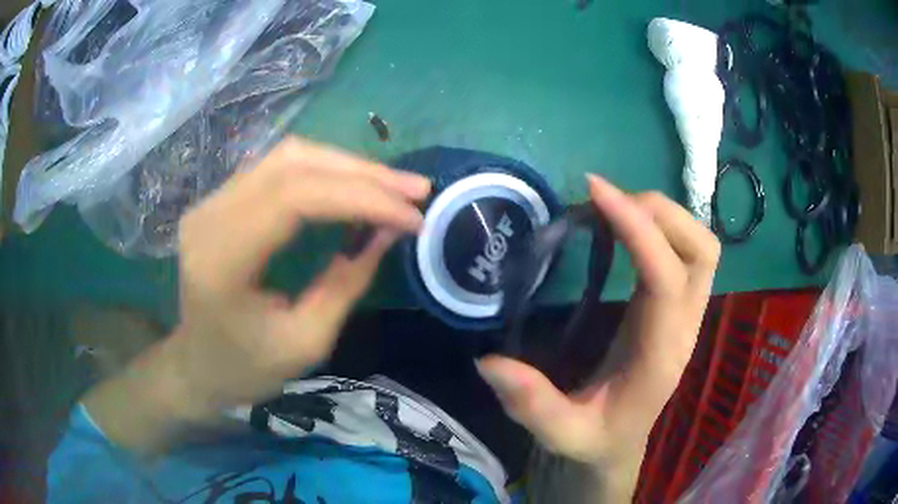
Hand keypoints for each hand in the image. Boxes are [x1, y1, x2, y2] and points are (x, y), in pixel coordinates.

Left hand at [84, 137, 429, 449]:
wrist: (197, 365)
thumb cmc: (247, 368)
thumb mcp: (306, 342)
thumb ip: (347, 281)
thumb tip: (390, 230)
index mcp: (221, 260)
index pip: (294, 199)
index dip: (360, 197)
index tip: (412, 215)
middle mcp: (209, 217)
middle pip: (292, 164)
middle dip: (362, 172)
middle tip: (415, 189)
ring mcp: (210, 202)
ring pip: (287, 156)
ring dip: (346, 166)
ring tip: (392, 185)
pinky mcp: (220, 199)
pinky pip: (277, 168)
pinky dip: (324, 171)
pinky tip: (354, 185)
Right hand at [476, 175, 719, 494]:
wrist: (618, 443)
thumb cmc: (594, 438)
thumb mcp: (560, 433)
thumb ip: (531, 405)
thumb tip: (489, 361)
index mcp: (659, 355)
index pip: (666, 278)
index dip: (637, 229)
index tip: (595, 193)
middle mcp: (683, 326)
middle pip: (702, 250)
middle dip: (659, 213)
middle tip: (606, 202)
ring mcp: (685, 312)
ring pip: (700, 245)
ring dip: (662, 215)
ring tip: (614, 208)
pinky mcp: (675, 304)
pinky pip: (683, 251)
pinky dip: (658, 226)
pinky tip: (622, 226)